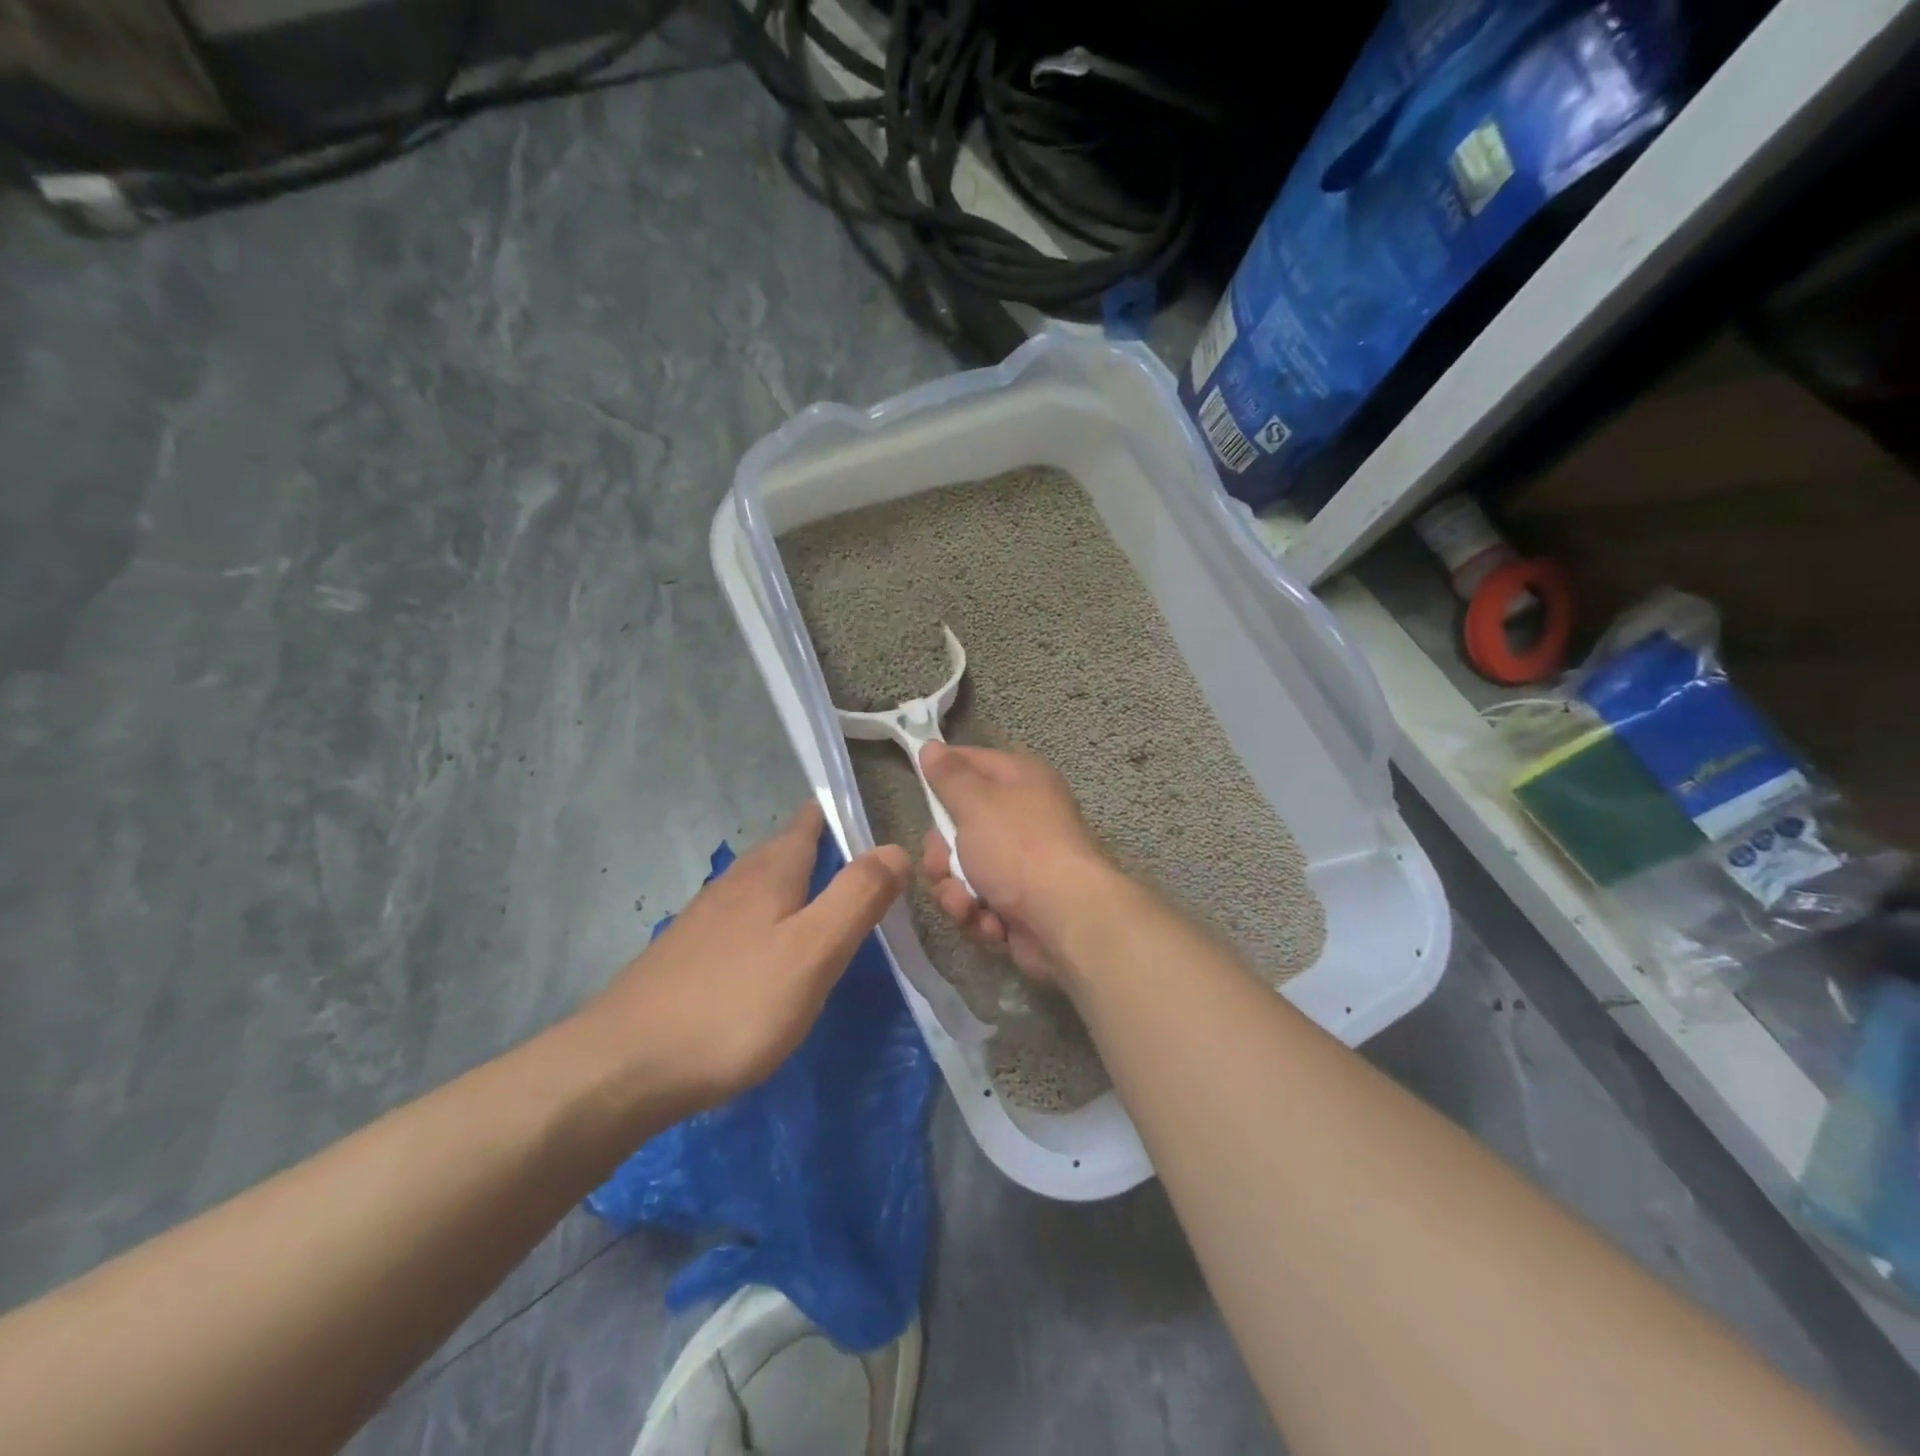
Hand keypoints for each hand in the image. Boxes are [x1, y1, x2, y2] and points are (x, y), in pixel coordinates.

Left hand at [574, 801, 908, 1117]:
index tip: (874, 821)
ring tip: (827, 903)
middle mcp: (734, 883)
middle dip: (823, 849)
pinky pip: (742, 920)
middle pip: (784, 851)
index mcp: (770, 872)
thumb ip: (857, 897)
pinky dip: (770, 920)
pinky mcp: (687, 955)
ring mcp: (704, 919)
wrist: (623, 1067)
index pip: (809, 821)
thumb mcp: (813, 950)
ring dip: (796, 885)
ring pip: (762, 886)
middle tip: (865, 867)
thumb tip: (896, 848)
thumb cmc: (733, 1004)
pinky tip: (774, 951)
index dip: (841, 814)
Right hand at [918, 741, 1114, 986]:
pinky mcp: (1018, 904)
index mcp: (1021, 780)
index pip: (971, 762)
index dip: (942, 773)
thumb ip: (949, 777)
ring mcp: (1021, 864)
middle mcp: (1023, 817)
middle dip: (942, 855)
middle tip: (943, 865)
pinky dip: (980, 916)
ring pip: (963, 872)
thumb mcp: (976, 804)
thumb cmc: (1019, 849)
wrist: (1067, 919)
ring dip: (956, 892)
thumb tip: (931, 746)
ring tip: (967, 905)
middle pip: (959, 827)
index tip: (918, 786)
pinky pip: (980, 904)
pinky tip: (991, 925)